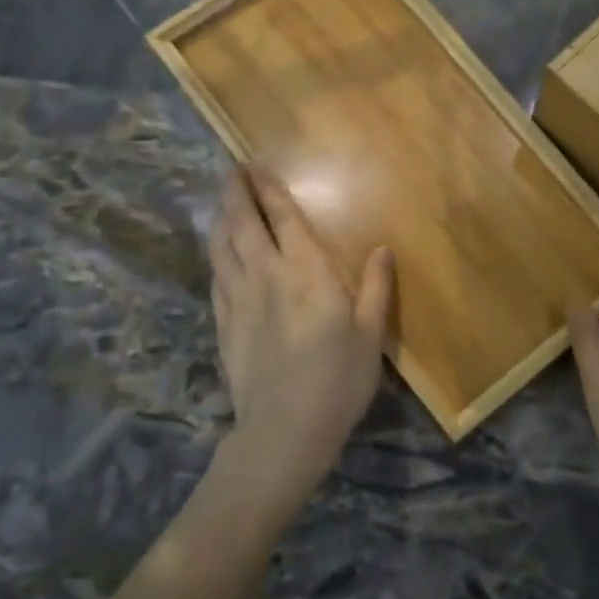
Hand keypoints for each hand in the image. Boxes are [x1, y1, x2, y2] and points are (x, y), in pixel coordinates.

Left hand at [206, 166, 393, 510]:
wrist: (284, 431)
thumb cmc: (337, 381)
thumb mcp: (369, 335)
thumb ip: (374, 288)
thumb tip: (382, 248)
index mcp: (307, 273)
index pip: (284, 219)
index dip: (271, 190)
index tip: (259, 167)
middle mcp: (267, 275)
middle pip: (243, 224)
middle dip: (237, 193)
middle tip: (234, 171)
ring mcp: (239, 298)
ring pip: (222, 246)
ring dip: (221, 217)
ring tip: (222, 200)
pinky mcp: (224, 322)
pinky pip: (216, 275)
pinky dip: (216, 253)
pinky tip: (219, 251)